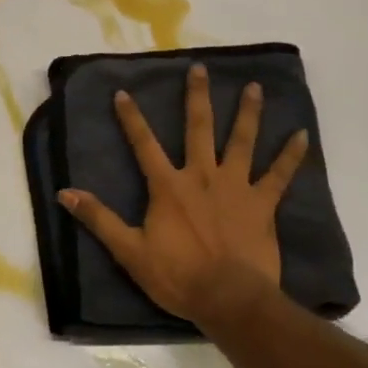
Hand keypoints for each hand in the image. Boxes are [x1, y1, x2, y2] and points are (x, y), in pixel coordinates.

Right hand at [59, 64, 306, 330]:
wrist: (229, 298)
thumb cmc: (177, 276)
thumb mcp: (129, 250)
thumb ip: (99, 219)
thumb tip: (65, 194)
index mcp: (168, 186)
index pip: (144, 145)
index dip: (132, 118)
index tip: (124, 93)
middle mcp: (202, 176)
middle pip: (199, 128)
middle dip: (197, 96)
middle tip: (200, 68)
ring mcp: (236, 187)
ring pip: (242, 141)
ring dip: (248, 113)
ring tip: (254, 87)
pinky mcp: (262, 203)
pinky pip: (280, 174)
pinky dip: (292, 155)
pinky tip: (302, 134)